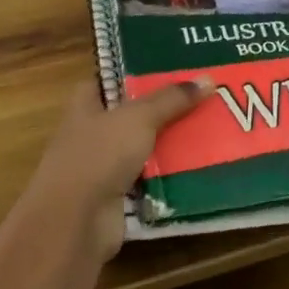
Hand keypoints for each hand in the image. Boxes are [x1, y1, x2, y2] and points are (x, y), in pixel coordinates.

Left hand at [32, 77, 208, 259]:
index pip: (111, 78)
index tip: (174, 64)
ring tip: (214, 122)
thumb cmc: (98, 156)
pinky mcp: (119, 193)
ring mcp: (105, 164)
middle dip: (167, 104)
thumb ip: (172, 98)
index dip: (139, 70)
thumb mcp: (139, 117)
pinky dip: (172, 169)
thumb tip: (208, 79)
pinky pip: (152, 174)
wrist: (74, 223)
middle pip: (135, 111)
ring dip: (174, 138)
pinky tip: (203, 159)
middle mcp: (93, 132)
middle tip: (206, 91)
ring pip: (147, 143)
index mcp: (86, 105)